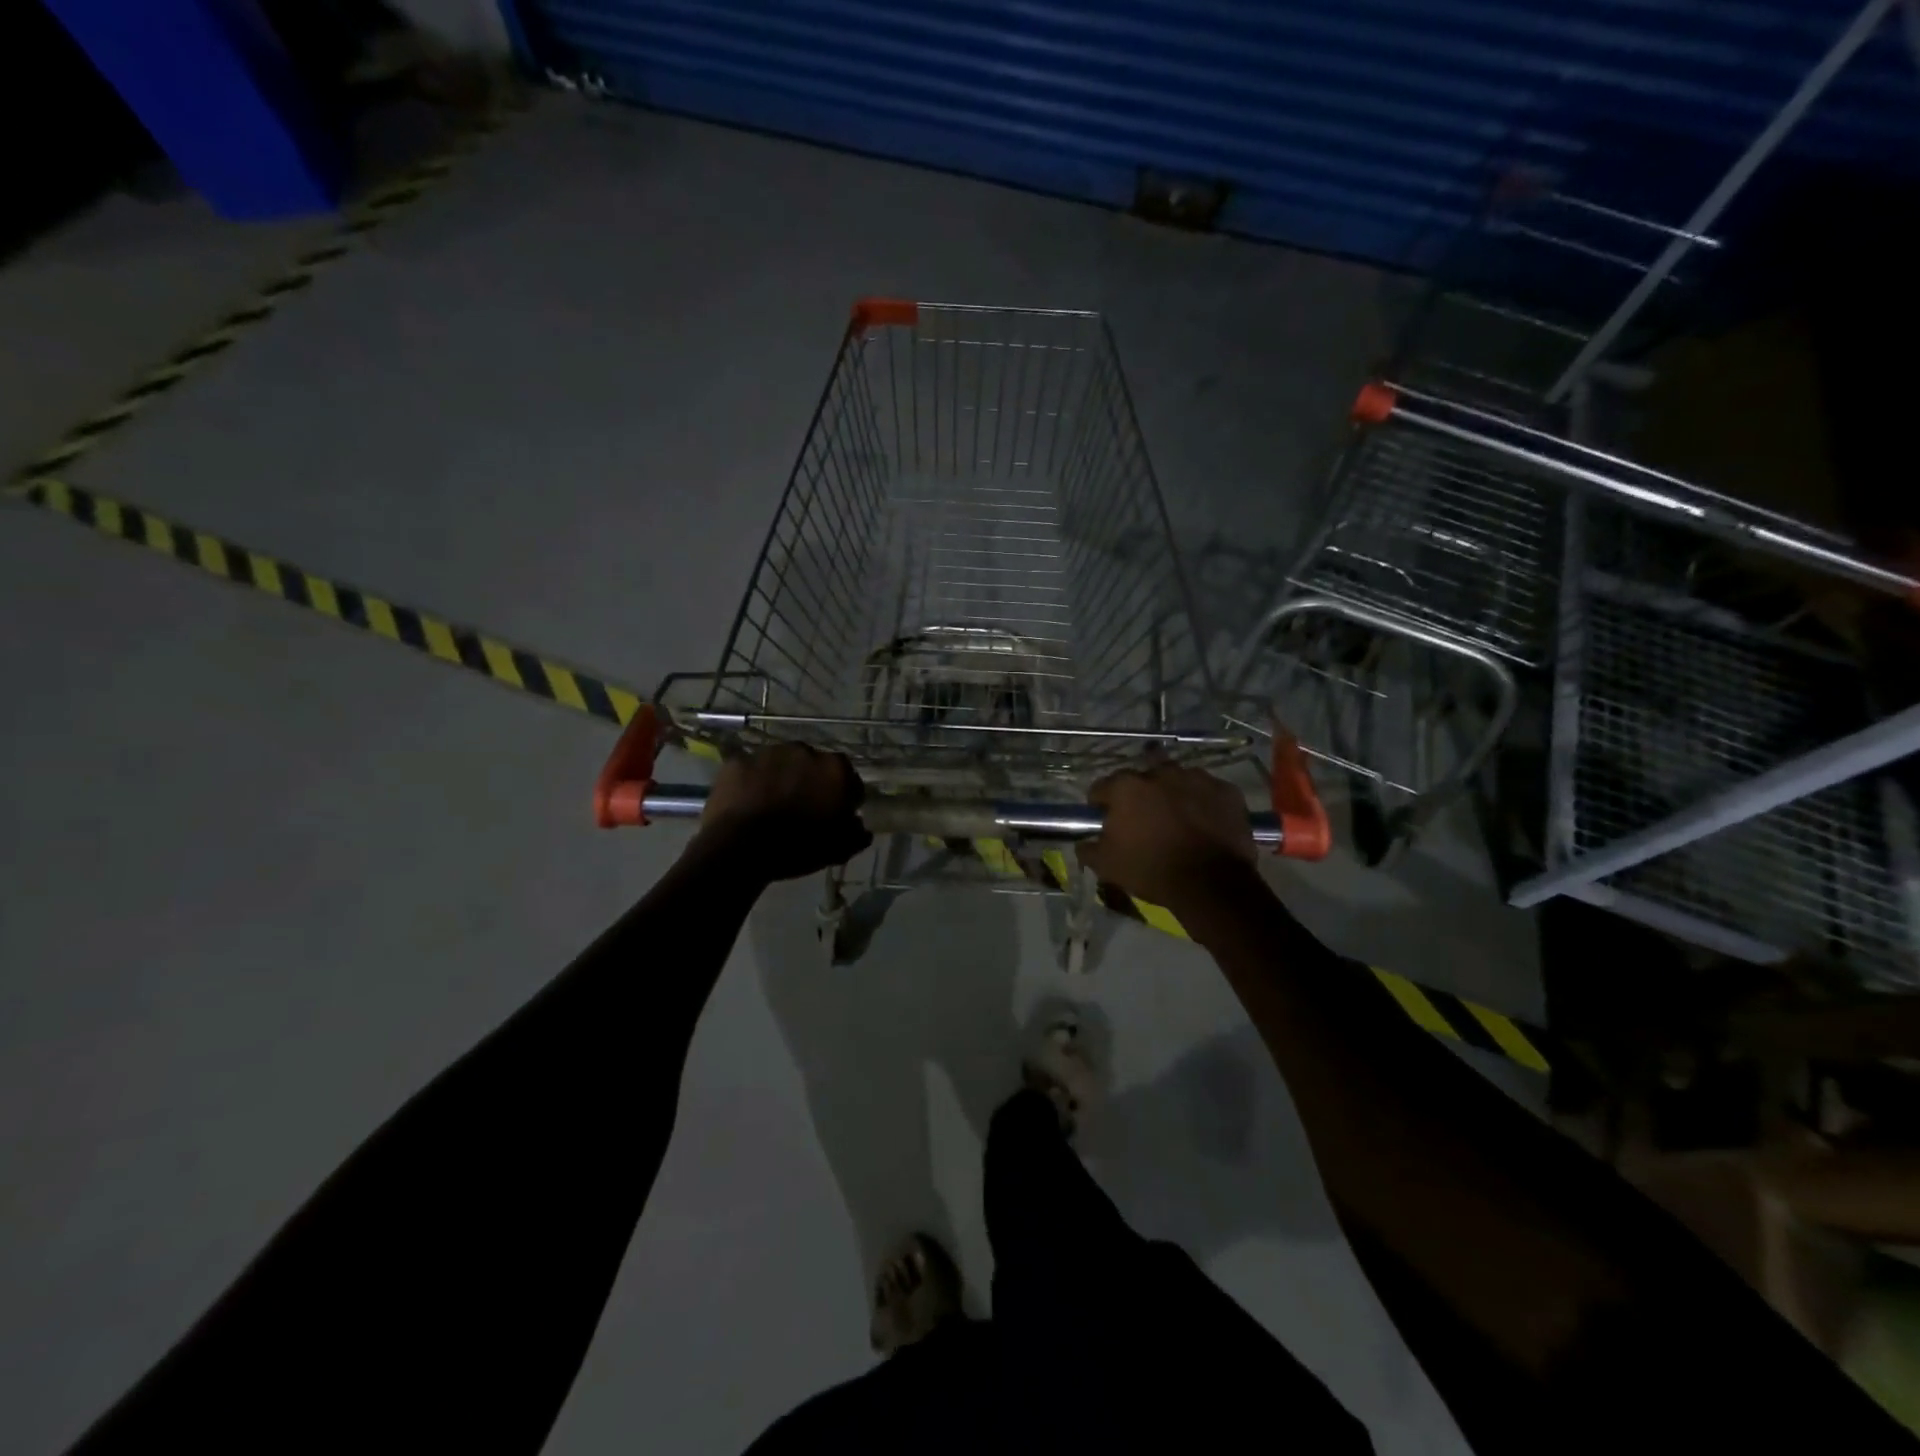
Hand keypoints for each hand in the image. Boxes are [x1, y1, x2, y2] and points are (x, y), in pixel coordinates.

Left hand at [695, 742, 871, 882]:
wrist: (741, 847)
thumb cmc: (798, 847)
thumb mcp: (838, 849)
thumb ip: (856, 834)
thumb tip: (860, 826)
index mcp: (835, 769)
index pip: (848, 780)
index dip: (842, 799)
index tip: (833, 815)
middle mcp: (805, 750)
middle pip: (813, 766)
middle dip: (810, 782)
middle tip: (800, 809)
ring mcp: (769, 752)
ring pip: (781, 764)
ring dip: (780, 778)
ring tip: (770, 805)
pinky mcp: (739, 760)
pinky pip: (750, 770)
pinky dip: (751, 782)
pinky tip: (746, 803)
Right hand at [1076, 760, 1260, 917]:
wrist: (1211, 884)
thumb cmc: (1152, 870)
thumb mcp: (1107, 866)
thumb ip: (1089, 849)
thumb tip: (1083, 844)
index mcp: (1127, 787)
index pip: (1102, 787)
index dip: (1101, 804)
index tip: (1105, 819)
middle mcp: (1160, 773)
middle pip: (1143, 775)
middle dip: (1140, 790)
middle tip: (1144, 815)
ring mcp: (1197, 778)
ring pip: (1178, 779)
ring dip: (1174, 792)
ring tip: (1178, 817)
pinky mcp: (1227, 790)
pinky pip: (1209, 791)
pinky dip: (1204, 802)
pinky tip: (1205, 822)